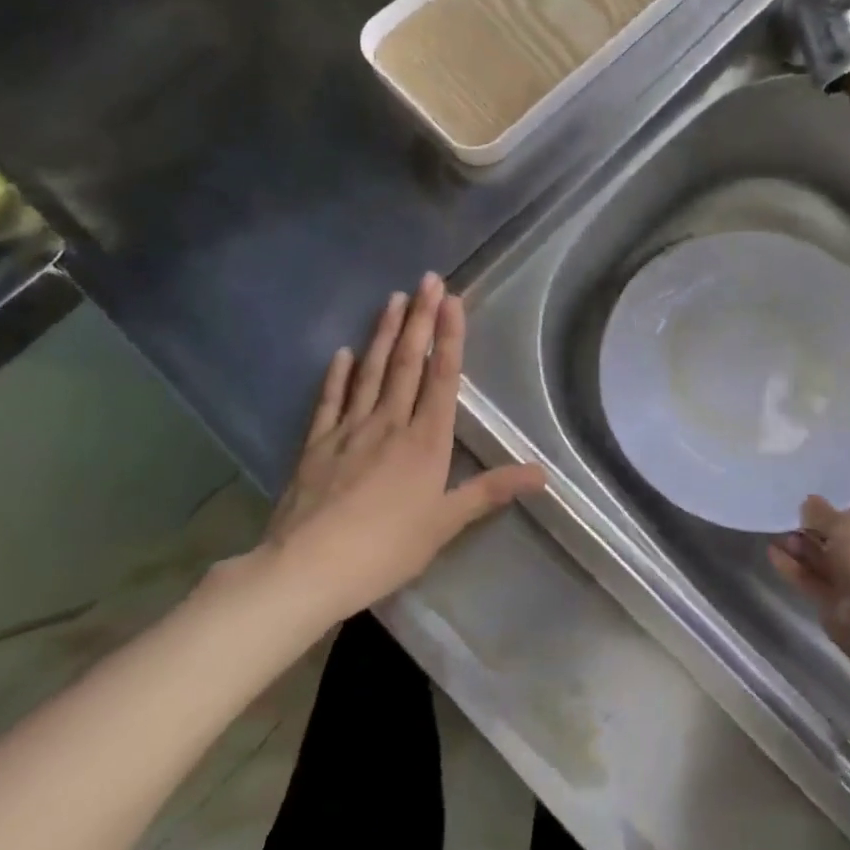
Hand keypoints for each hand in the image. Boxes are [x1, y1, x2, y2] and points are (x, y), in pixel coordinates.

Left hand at [243, 275, 545, 630]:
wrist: (306, 570)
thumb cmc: (385, 548)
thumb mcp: (445, 524)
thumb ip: (491, 491)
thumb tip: (543, 474)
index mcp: (425, 440)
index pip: (442, 376)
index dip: (449, 336)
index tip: (452, 299)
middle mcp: (390, 423)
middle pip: (408, 362)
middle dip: (420, 319)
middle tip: (427, 279)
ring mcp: (349, 430)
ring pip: (371, 372)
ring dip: (383, 334)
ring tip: (392, 298)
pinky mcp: (317, 446)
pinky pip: (330, 401)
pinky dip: (337, 375)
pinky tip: (342, 353)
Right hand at [769, 493, 849, 664]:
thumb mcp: (844, 524)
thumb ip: (822, 512)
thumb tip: (808, 503)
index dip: (842, 499)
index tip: (817, 487)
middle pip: (838, 535)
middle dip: (814, 524)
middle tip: (790, 509)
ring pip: (821, 558)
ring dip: (800, 545)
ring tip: (778, 531)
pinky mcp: (831, 602)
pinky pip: (809, 579)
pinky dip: (792, 567)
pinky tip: (772, 553)